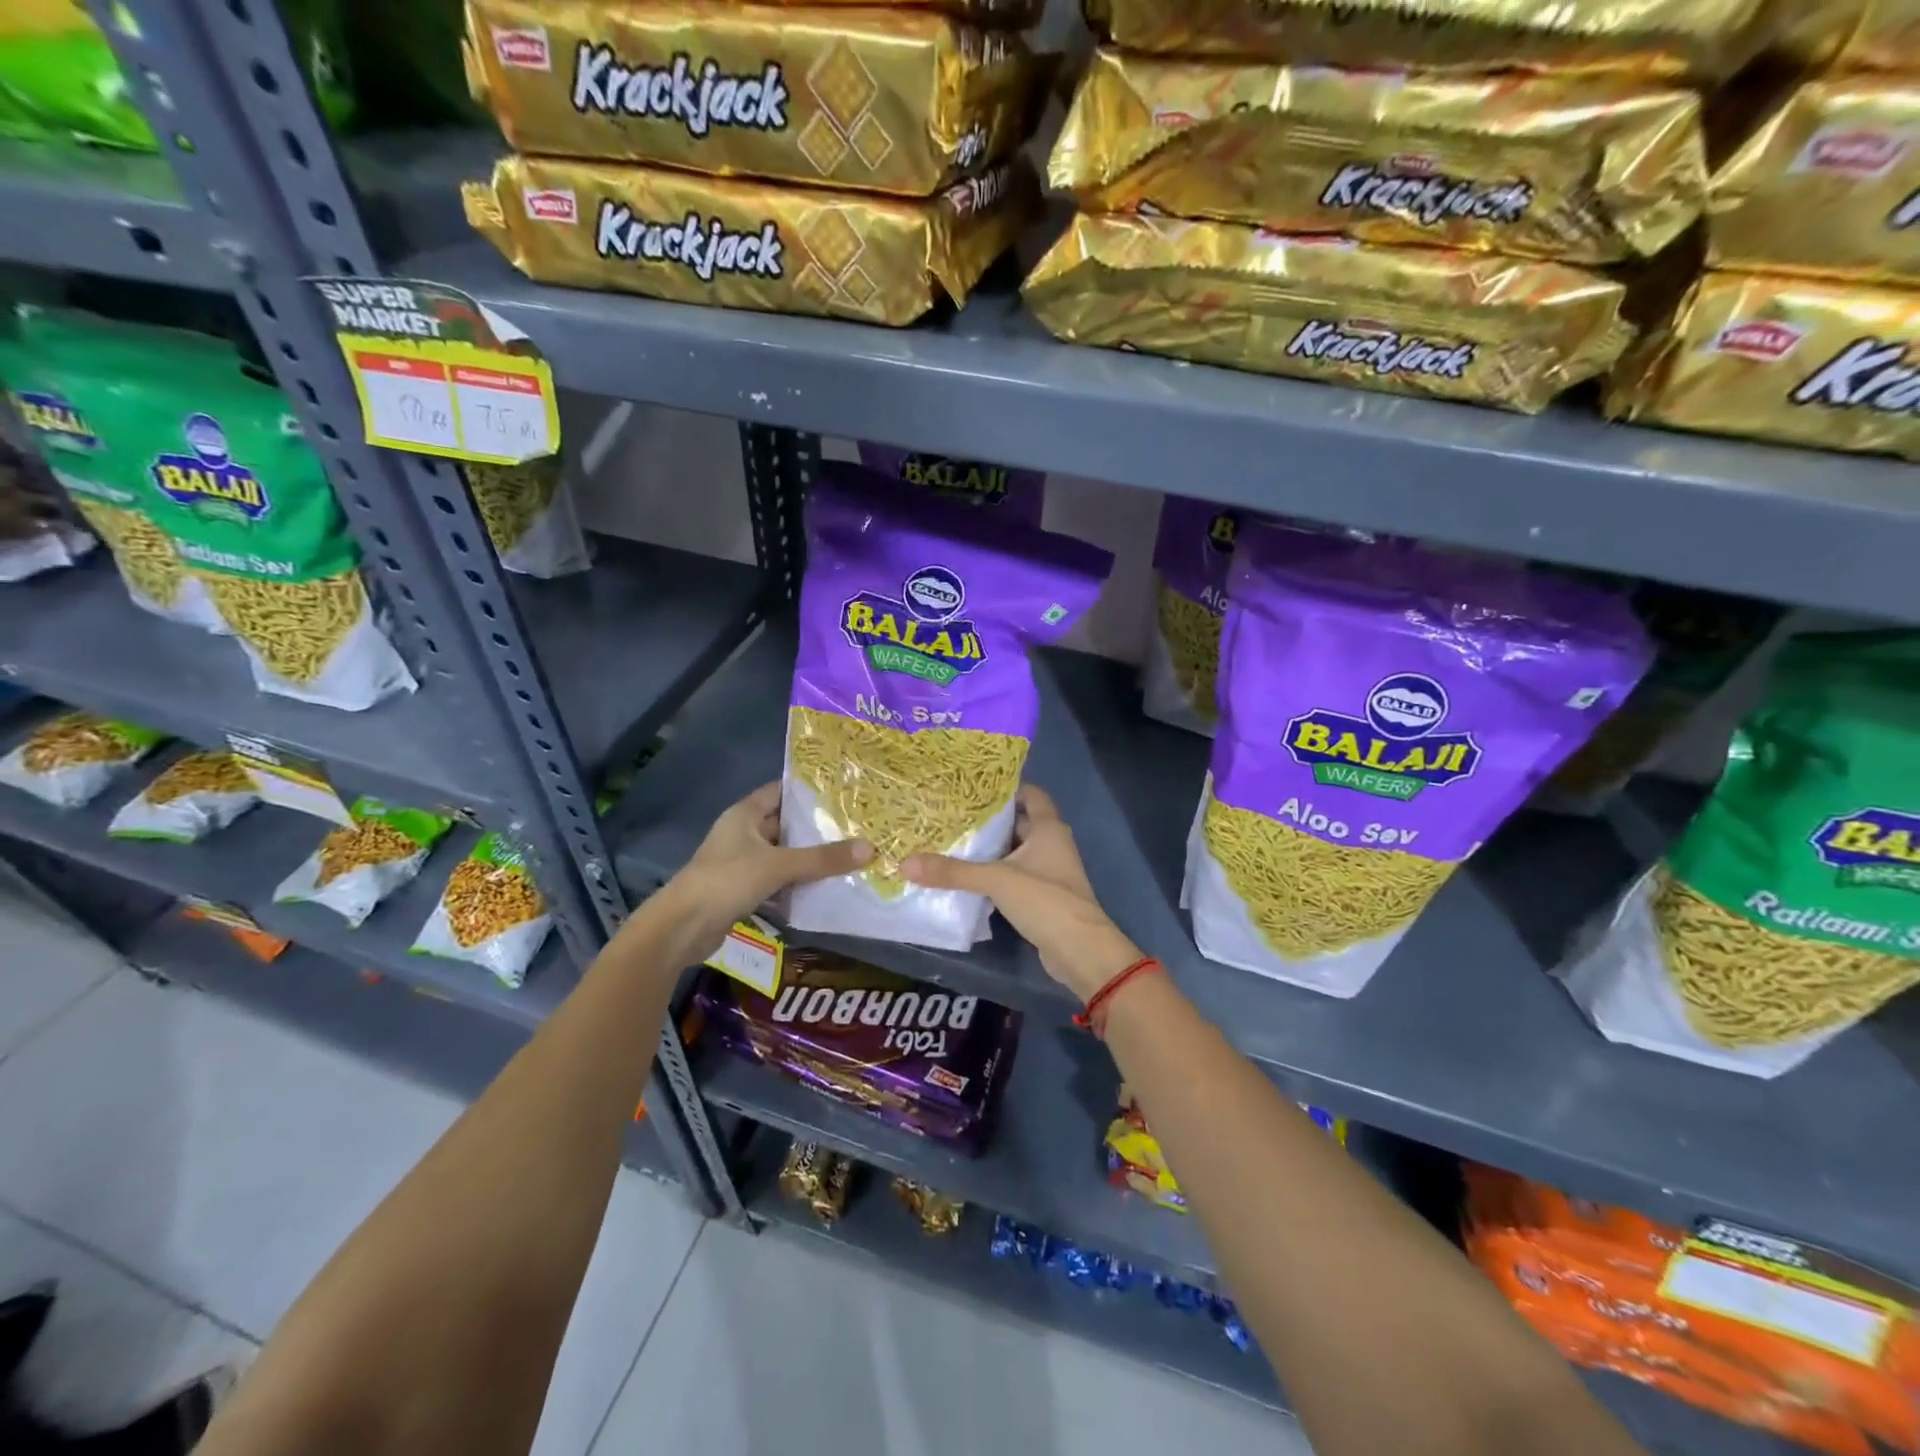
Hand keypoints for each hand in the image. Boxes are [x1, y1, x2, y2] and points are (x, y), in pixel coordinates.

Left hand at [656, 783, 870, 961]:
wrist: (682, 928)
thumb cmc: (727, 881)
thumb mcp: (779, 866)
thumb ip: (822, 859)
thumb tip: (870, 848)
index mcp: (744, 814)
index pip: (780, 791)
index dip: (808, 790)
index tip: (842, 791)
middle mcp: (742, 833)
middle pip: (785, 824)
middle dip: (816, 827)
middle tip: (856, 825)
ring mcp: (741, 863)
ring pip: (783, 854)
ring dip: (809, 858)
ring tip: (849, 854)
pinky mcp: (743, 890)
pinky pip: (777, 880)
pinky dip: (797, 883)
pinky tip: (825, 887)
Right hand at [902, 786, 1139, 1002]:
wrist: (1080, 951)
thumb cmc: (1045, 900)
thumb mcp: (996, 880)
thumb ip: (952, 872)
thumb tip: (905, 863)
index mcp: (1048, 828)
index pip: (1030, 794)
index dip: (1006, 788)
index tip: (973, 787)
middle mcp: (1051, 844)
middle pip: (1018, 822)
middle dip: (989, 820)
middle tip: (953, 814)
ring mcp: (1049, 872)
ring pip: (1015, 851)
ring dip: (990, 849)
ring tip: (952, 841)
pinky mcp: (1042, 897)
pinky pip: (1014, 876)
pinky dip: (994, 874)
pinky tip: (967, 876)